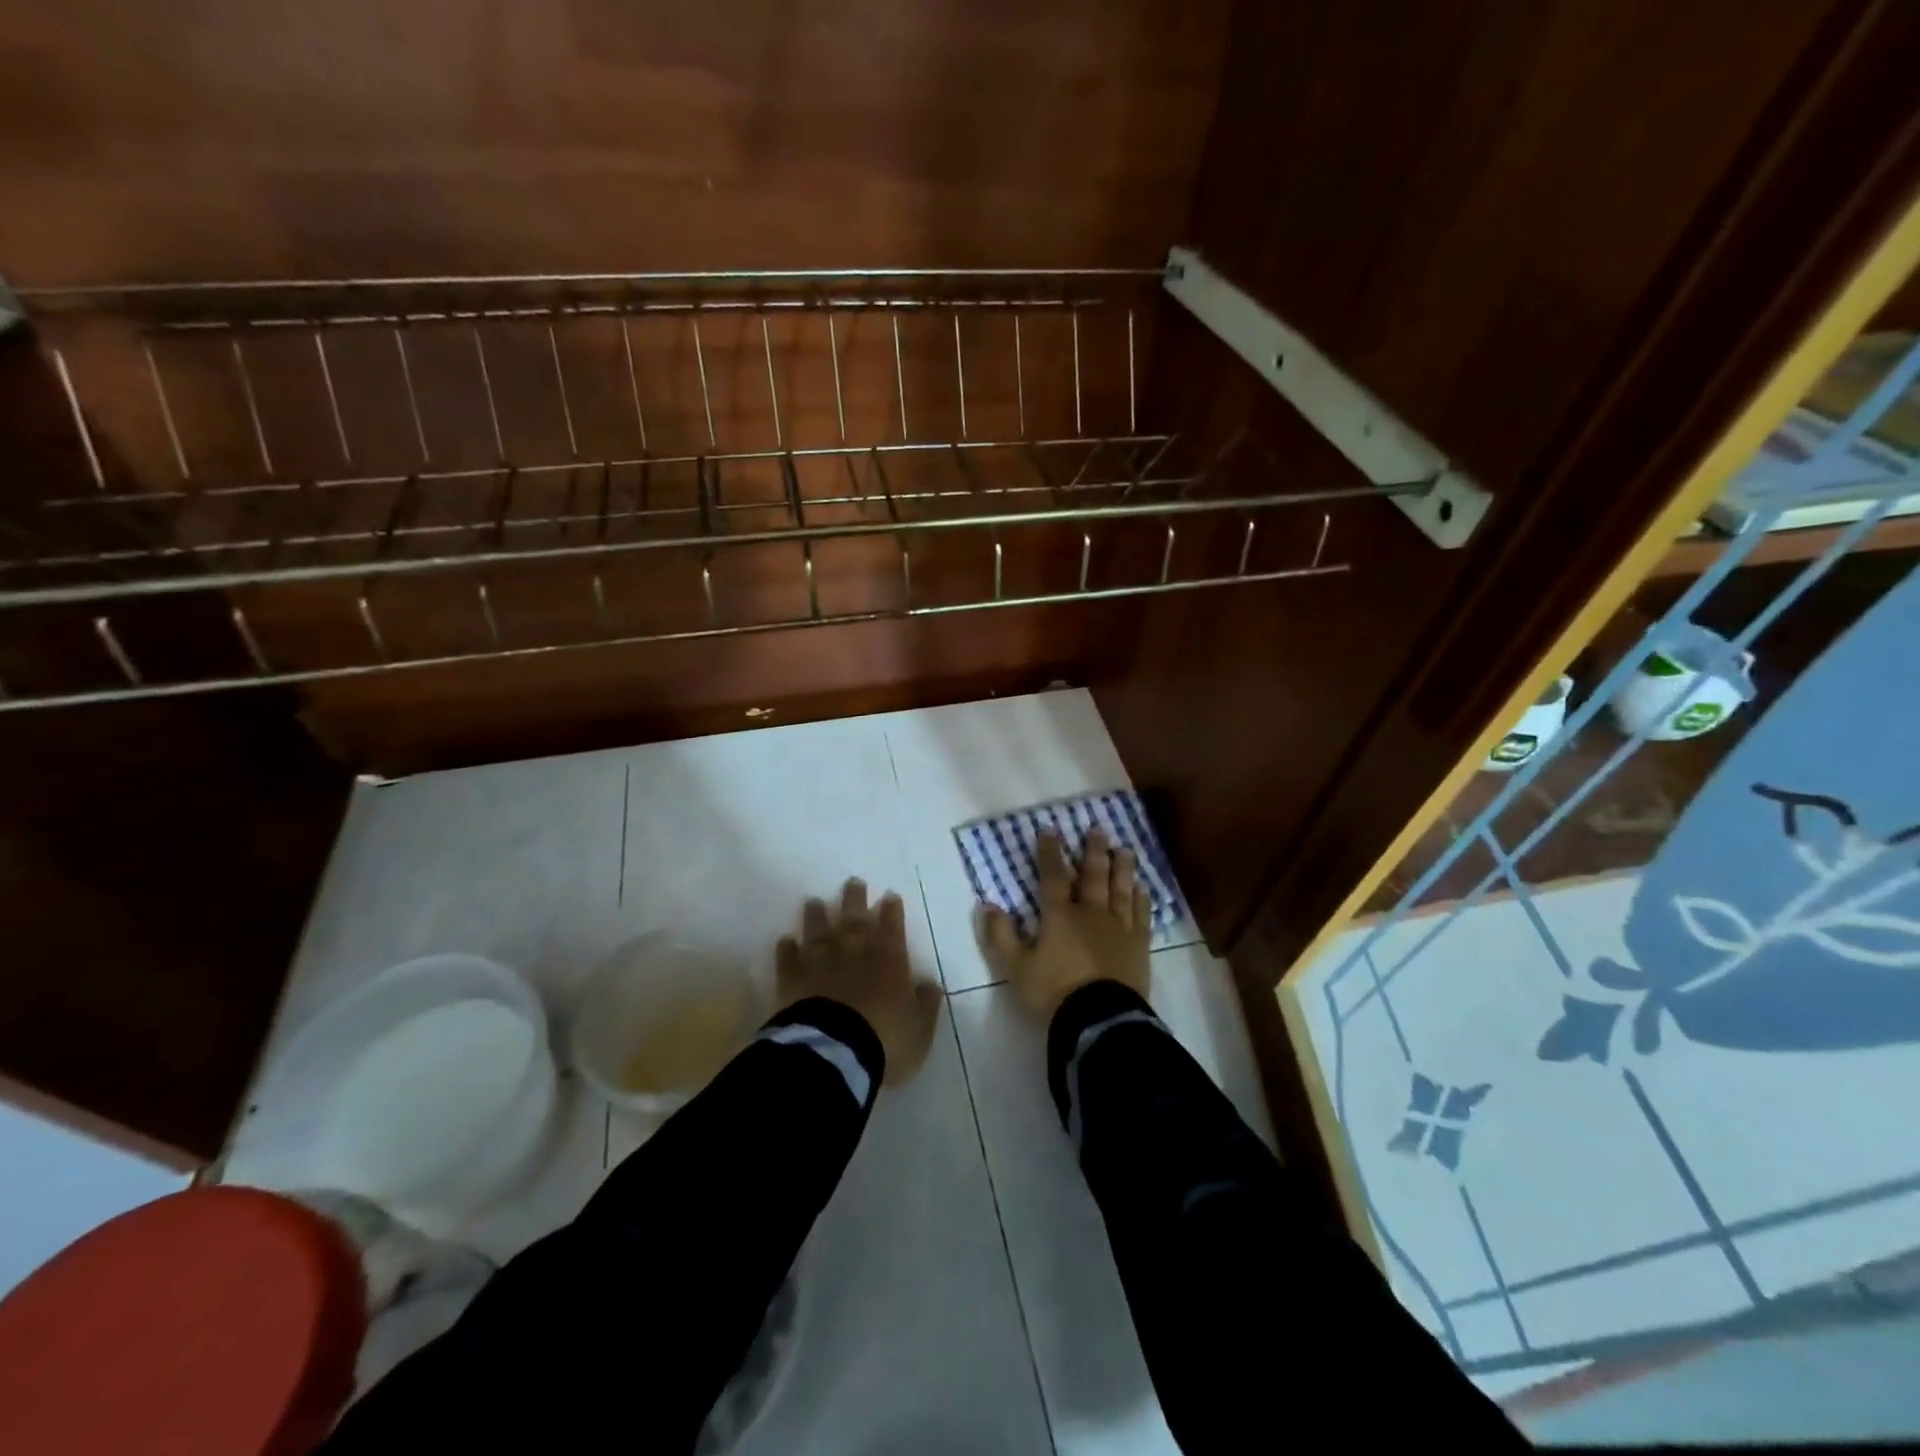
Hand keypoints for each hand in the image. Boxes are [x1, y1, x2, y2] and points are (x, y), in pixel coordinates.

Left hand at [776, 879, 942, 1086]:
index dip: (892, 911)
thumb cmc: (884, 1041)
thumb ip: (925, 1004)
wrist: (833, 1052)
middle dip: (855, 899)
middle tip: (853, 882)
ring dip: (817, 916)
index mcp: (889, 961)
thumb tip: (931, 984)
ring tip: (814, 902)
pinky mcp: (792, 979)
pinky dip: (787, 948)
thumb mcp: (919, 1029)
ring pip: (819, 932)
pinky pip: (788, 958)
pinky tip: (785, 940)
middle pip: (855, 919)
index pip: (892, 928)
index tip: (889, 895)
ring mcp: (821, 963)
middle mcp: (855, 953)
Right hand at [980, 828, 1150, 1020]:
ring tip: (1124, 849)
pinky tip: (1142, 888)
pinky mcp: (1139, 945)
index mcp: (1060, 916)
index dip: (1050, 853)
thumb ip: (1001, 936)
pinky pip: (1141, 915)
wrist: (1100, 1020)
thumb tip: (987, 905)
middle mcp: (1091, 913)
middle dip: (1093, 851)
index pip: (1053, 877)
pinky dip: (1141, 899)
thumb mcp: (1016, 968)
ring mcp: (1119, 927)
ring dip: (1121, 867)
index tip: (1050, 831)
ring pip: (1121, 889)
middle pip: (1093, 876)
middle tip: (1098, 830)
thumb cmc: (1054, 992)